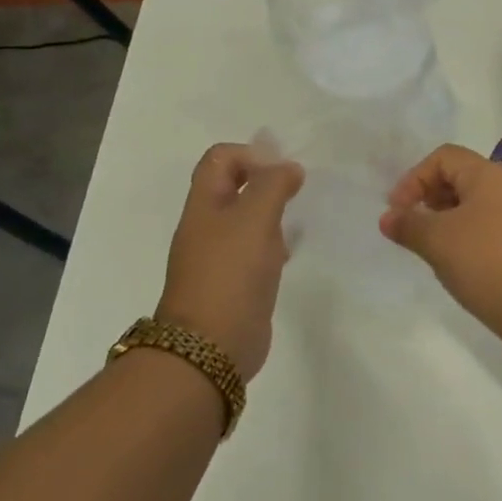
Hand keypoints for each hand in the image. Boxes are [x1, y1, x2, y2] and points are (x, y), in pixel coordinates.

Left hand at [157, 144, 305, 381]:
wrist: (211, 346)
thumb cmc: (230, 274)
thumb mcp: (254, 218)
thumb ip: (273, 185)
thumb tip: (289, 168)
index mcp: (204, 205)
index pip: (220, 159)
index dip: (251, 154)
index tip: (282, 171)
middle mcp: (208, 226)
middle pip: (233, 186)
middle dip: (266, 181)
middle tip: (296, 191)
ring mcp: (220, 256)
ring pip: (247, 219)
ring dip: (272, 212)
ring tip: (297, 219)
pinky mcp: (236, 282)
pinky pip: (256, 250)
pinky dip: (274, 242)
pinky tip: (291, 252)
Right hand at [379, 144, 501, 333]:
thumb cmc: (485, 263)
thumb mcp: (437, 241)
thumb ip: (408, 224)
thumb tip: (388, 218)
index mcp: (489, 175)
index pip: (444, 157)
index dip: (414, 178)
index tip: (398, 211)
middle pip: (460, 177)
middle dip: (429, 197)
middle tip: (412, 227)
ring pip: (474, 204)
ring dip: (446, 219)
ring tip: (431, 247)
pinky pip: (489, 225)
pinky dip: (466, 234)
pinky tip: (457, 262)